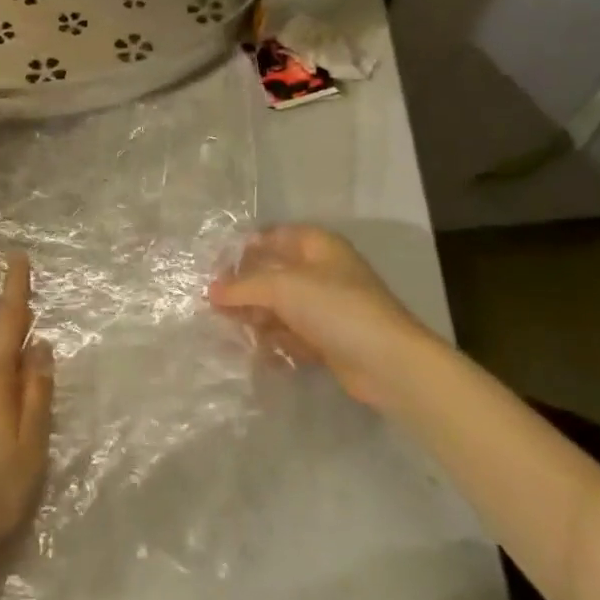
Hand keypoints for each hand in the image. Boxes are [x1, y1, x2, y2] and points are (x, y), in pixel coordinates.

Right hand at [208, 224, 427, 407]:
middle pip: (274, 274)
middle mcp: (322, 271)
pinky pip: (292, 334)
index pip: (273, 237)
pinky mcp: (329, 339)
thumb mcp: (283, 288)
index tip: (214, 269)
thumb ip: (244, 287)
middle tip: (214, 305)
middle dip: (245, 289)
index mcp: (317, 246)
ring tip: (229, 331)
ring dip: (257, 318)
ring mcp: (327, 307)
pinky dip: (275, 341)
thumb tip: (211, 291)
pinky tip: (256, 352)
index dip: (243, 250)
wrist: (388, 362)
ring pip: (281, 307)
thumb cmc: (336, 308)